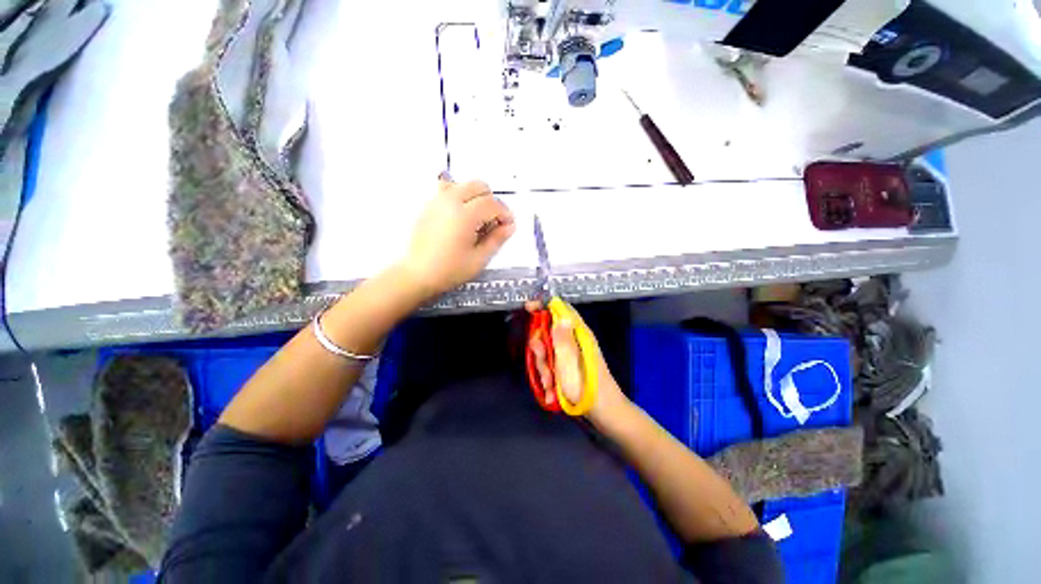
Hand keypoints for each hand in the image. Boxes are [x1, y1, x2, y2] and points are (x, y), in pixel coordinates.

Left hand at [400, 177, 515, 297]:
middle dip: (492, 201)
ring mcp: (437, 201)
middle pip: (479, 186)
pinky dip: (460, 197)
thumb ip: (497, 239)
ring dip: (476, 197)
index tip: (508, 225)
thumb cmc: (449, 270)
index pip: (492, 203)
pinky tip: (462, 217)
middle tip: (494, 221)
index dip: (505, 213)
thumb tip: (509, 227)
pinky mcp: (429, 206)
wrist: (418, 274)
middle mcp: (450, 202)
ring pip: (464, 185)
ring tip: (477, 218)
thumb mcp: (479, 259)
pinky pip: (448, 190)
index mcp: (464, 215)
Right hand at [525, 302, 629, 422]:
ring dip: (544, 369)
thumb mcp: (569, 362)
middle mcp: (574, 341)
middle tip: (543, 363)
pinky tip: (552, 392)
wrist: (604, 414)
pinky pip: (552, 366)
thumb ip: (562, 339)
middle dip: (541, 350)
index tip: (528, 308)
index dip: (545, 306)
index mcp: (578, 334)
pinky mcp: (569, 367)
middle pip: (548, 333)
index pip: (561, 310)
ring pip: (547, 352)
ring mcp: (571, 355)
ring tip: (550, 385)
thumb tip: (560, 316)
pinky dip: (550, 378)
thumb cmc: (586, 387)